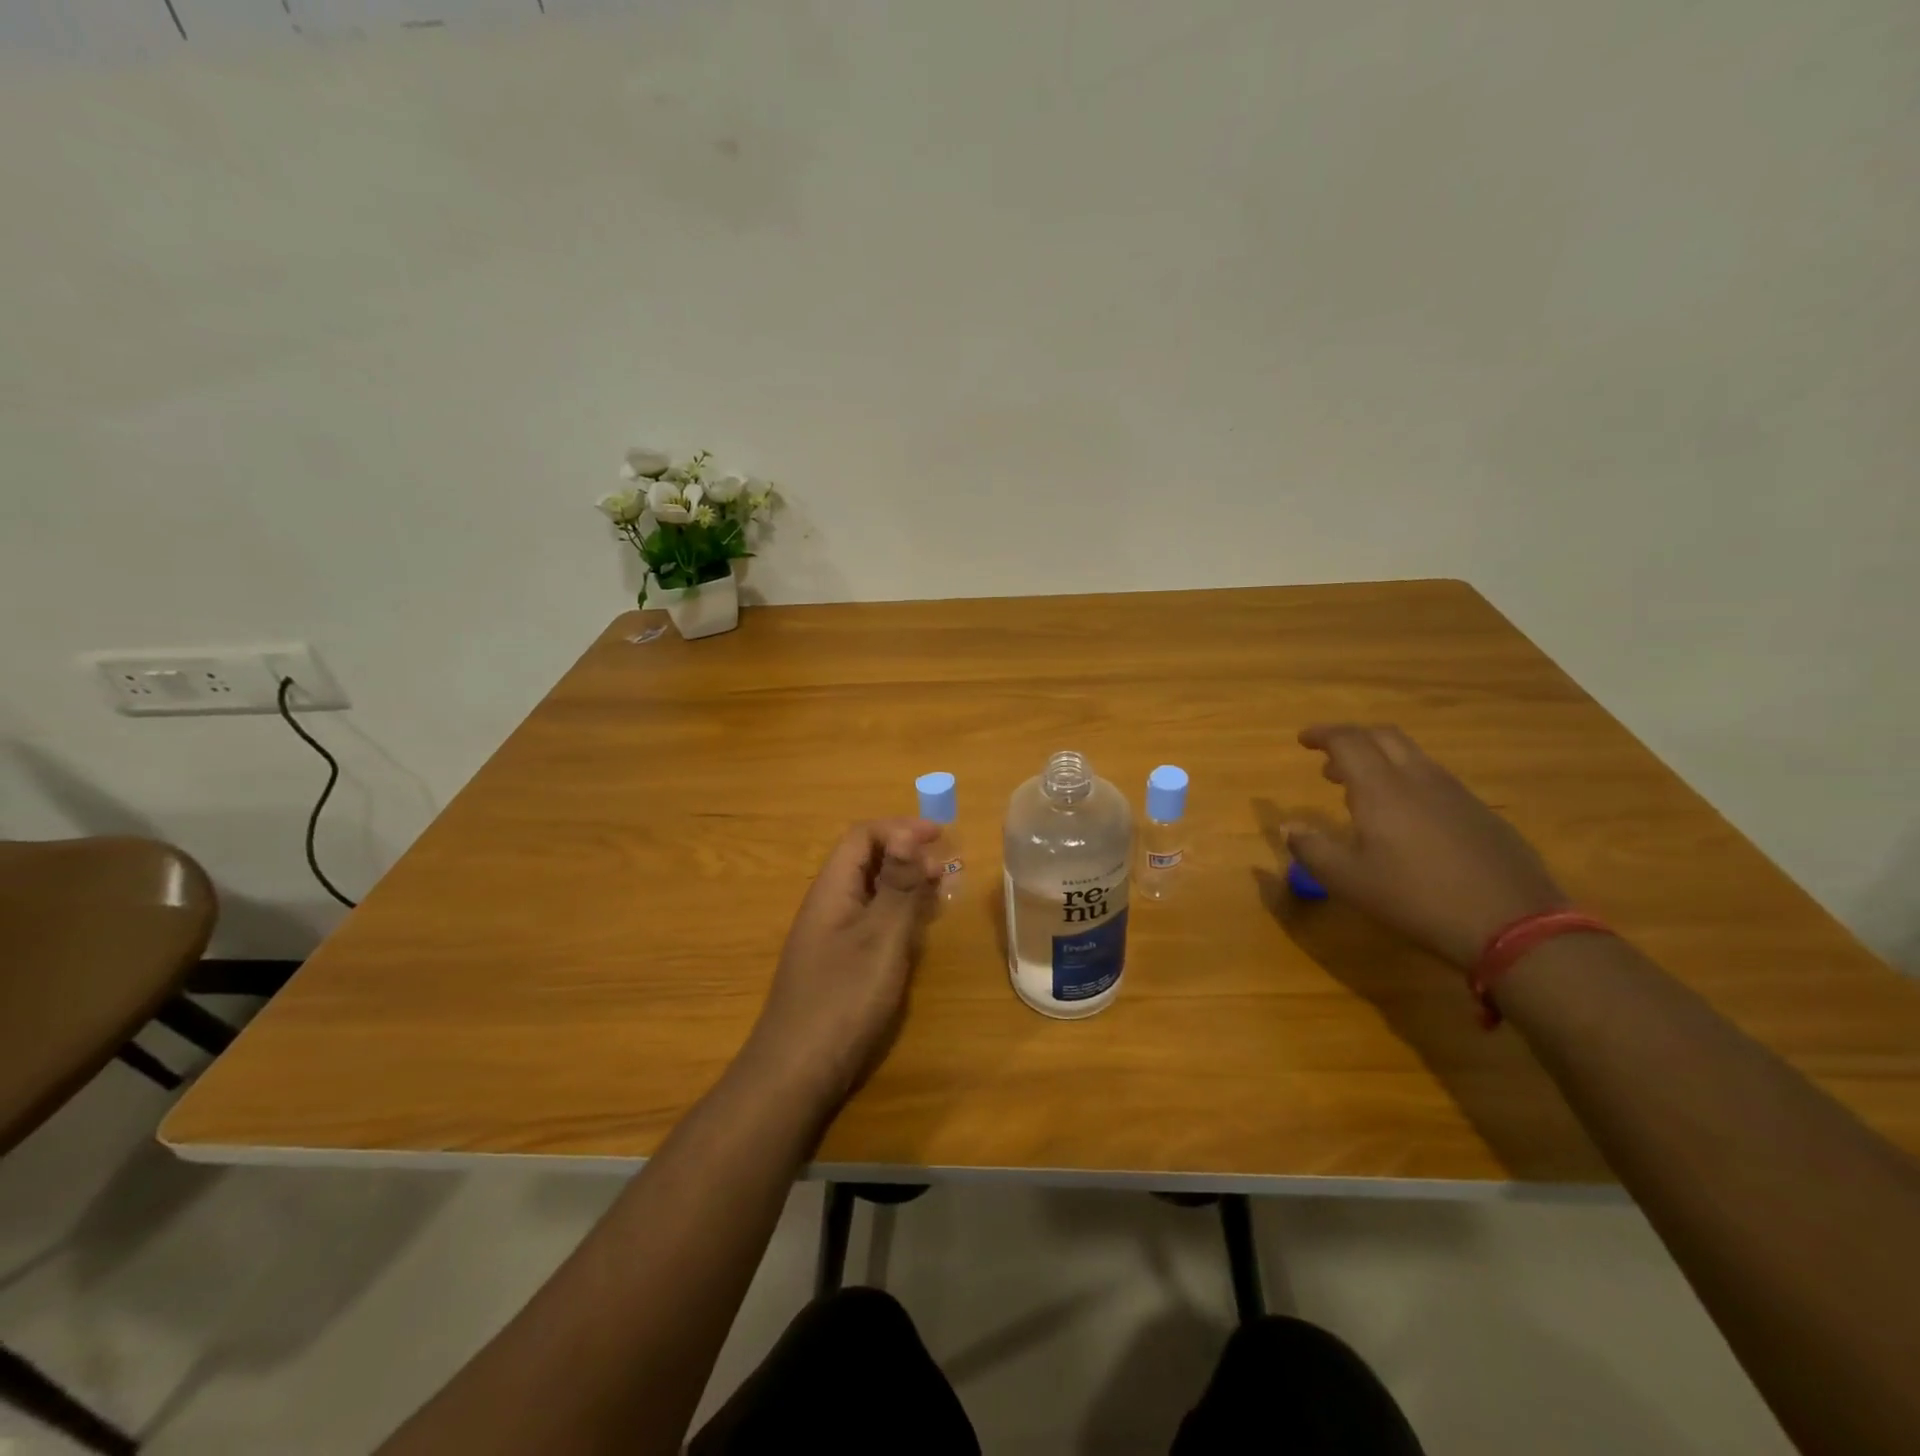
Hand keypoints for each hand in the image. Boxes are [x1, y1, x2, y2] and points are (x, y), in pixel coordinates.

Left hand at [742, 819, 941, 1111]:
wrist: (796, 1075)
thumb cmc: (842, 1001)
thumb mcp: (880, 939)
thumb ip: (898, 886)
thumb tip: (909, 833)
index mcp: (832, 891)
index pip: (863, 837)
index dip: (901, 829)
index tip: (941, 836)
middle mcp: (829, 907)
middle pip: (866, 861)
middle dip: (907, 855)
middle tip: (946, 869)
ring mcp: (832, 938)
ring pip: (871, 893)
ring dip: (906, 885)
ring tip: (941, 892)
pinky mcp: (839, 966)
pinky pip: (872, 923)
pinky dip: (898, 916)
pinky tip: (918, 931)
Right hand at [1286, 724, 1566, 970]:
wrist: (1513, 924)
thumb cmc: (1416, 899)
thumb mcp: (1348, 881)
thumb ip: (1312, 849)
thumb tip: (1289, 826)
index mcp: (1381, 788)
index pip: (1348, 741)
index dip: (1322, 734)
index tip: (1303, 739)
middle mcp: (1419, 778)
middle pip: (1384, 737)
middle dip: (1353, 739)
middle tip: (1330, 761)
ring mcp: (1457, 794)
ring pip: (1413, 757)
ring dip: (1381, 761)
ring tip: (1362, 791)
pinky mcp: (1482, 814)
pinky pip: (1436, 780)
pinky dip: (1409, 782)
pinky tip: (1407, 819)